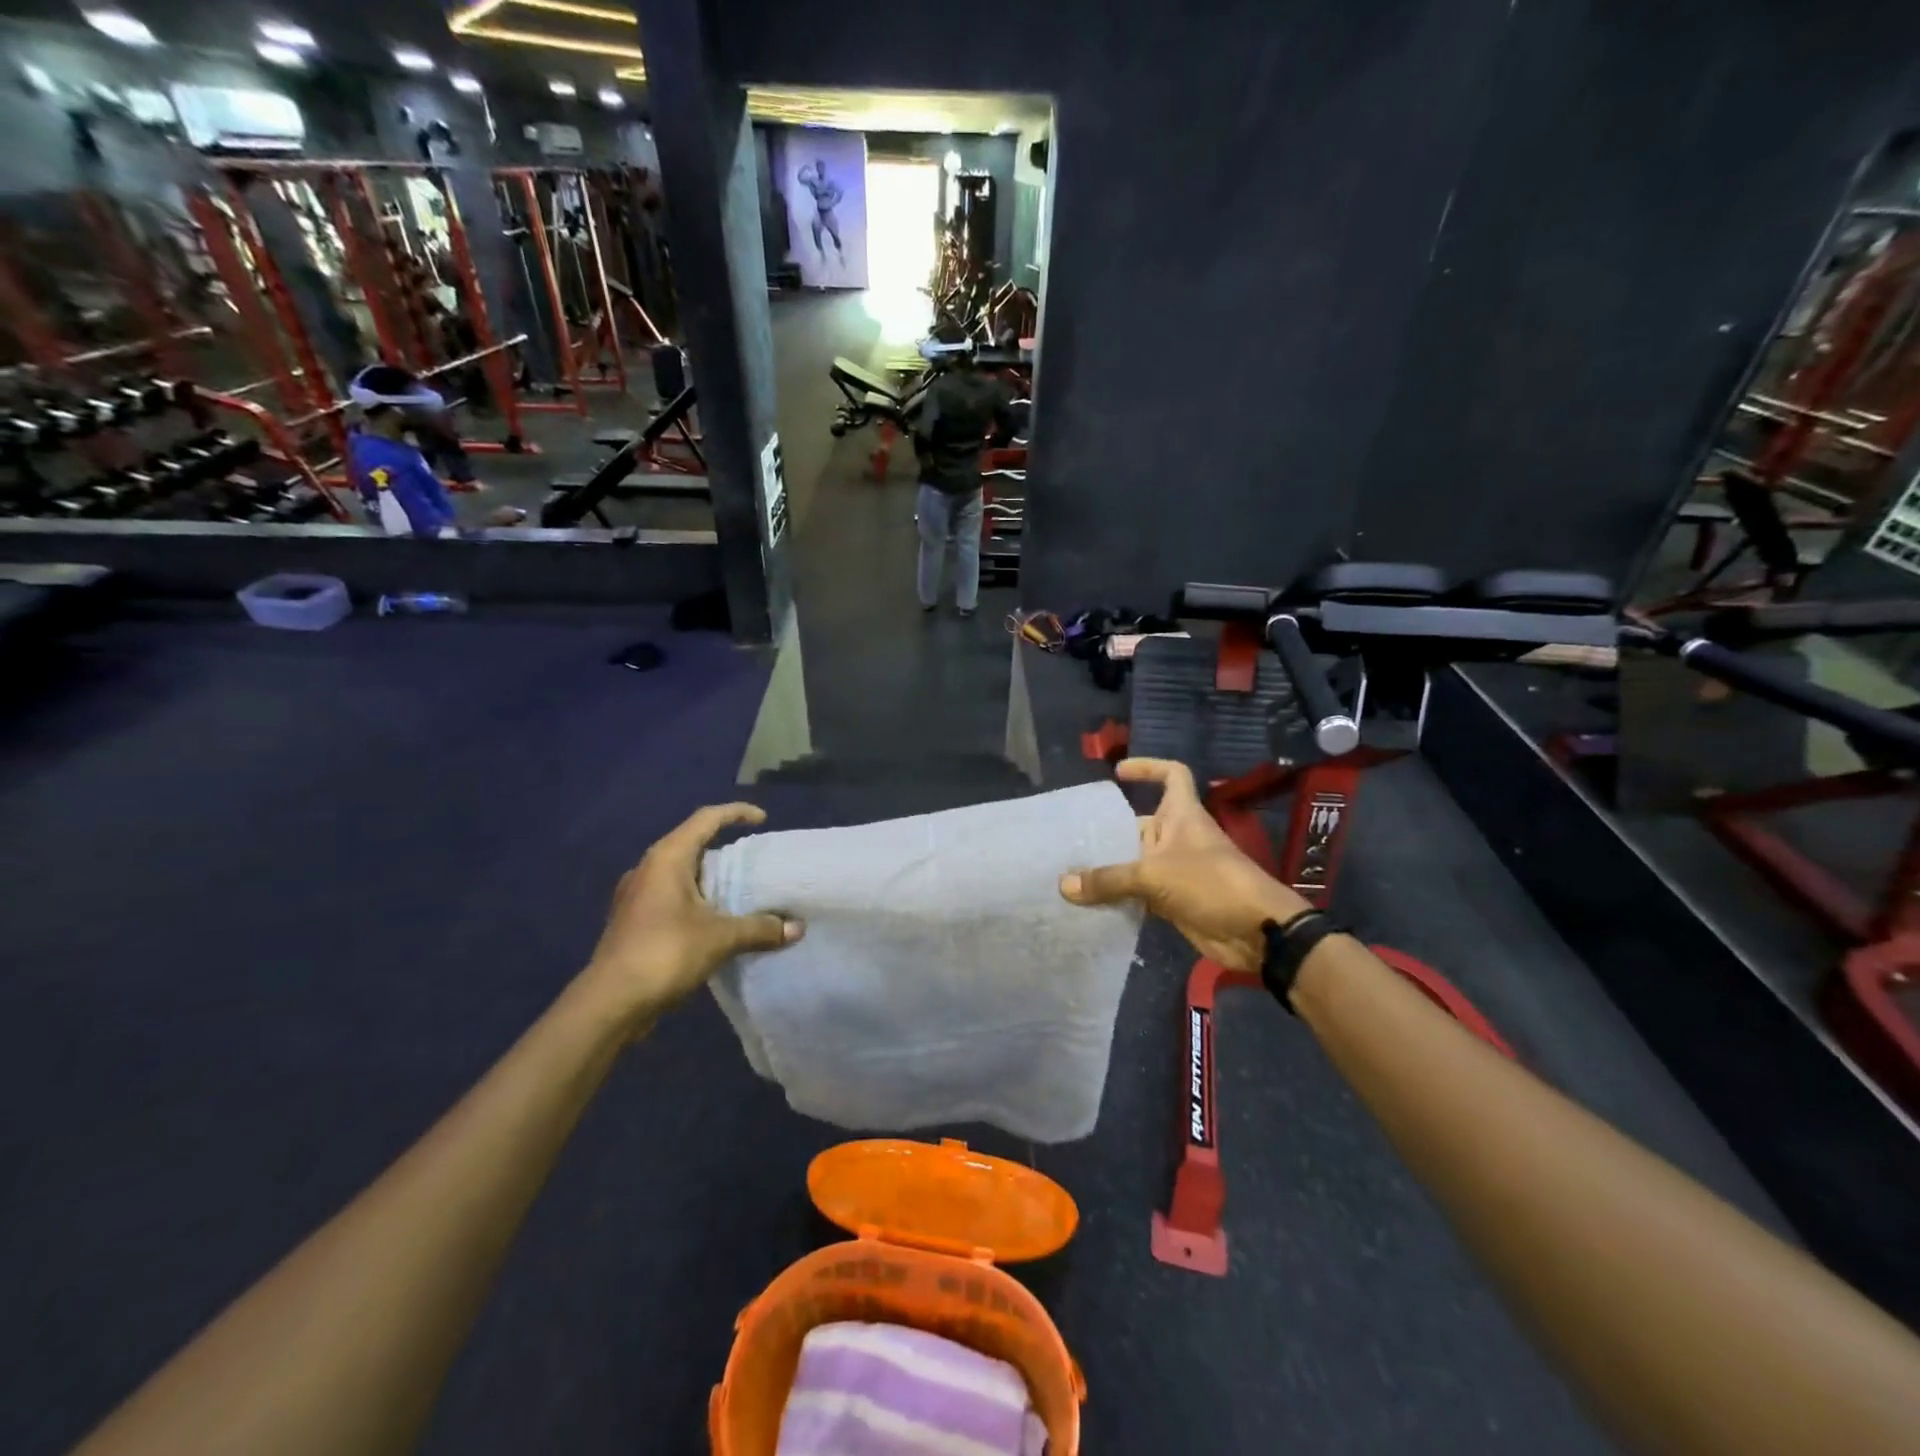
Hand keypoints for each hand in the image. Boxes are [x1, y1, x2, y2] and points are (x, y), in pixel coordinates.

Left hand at [580, 803, 802, 1029]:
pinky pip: (671, 898)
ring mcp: (636, 896)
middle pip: (692, 845)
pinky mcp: (633, 921)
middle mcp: (648, 869)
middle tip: (756, 864)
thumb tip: (797, 928)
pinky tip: (715, 923)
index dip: (736, 812)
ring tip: (740, 894)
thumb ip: (760, 929)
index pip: (706, 819)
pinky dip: (696, 902)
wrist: (609, 1004)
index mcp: (667, 858)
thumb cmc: (664, 954)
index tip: (763, 820)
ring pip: (681, 874)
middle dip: (725, 851)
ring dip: (710, 881)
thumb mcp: (721, 938)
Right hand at [1060, 758, 1307, 972]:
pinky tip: (1089, 905)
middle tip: (1071, 839)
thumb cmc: (1211, 884)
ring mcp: (1177, 871)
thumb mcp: (1154, 875)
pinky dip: (1119, 898)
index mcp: (1182, 816)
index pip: (1172, 776)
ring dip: (1110, 868)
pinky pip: (1139, 894)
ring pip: (1136, 862)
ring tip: (1070, 873)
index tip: (1119, 773)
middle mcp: (1179, 839)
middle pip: (1140, 825)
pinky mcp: (1175, 901)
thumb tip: (1063, 885)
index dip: (1149, 768)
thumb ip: (1108, 879)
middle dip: (1110, 831)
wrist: (1257, 932)